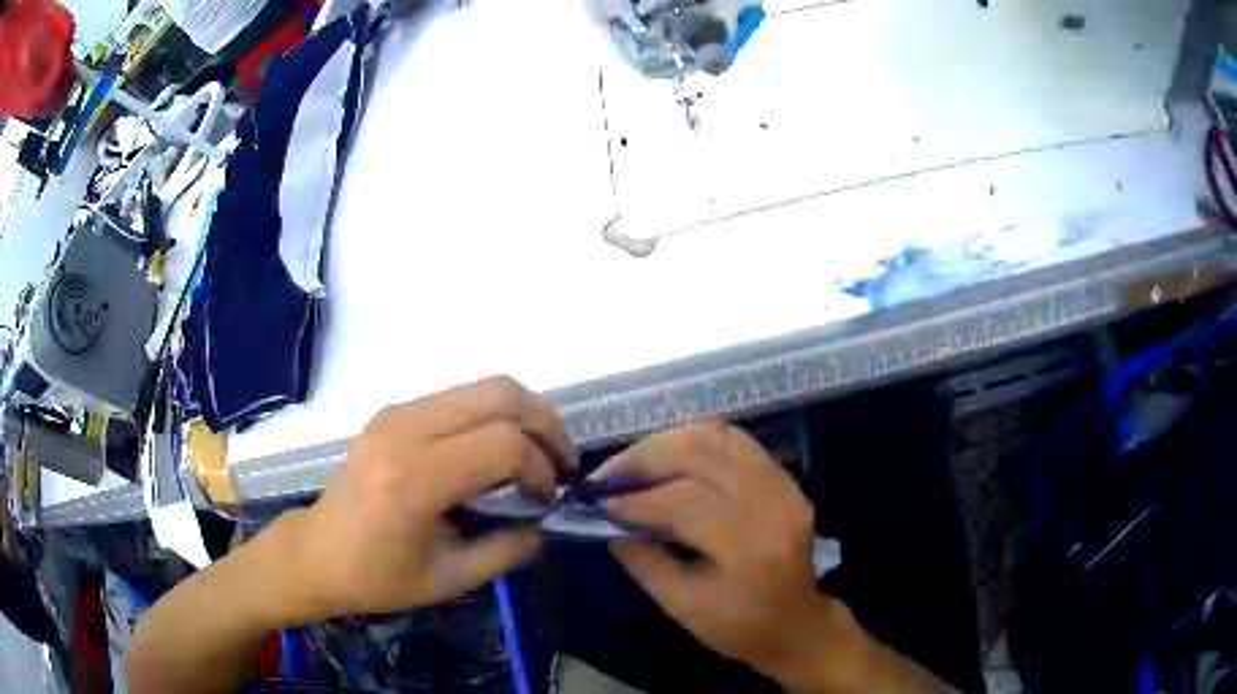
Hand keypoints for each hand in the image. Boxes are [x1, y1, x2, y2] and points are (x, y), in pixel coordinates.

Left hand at [284, 376, 575, 619]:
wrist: (317, 552)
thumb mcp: (448, 579)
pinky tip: (497, 451)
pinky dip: (493, 415)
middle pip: (500, 393)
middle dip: (546, 423)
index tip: (547, 501)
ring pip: (483, 385)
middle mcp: (404, 429)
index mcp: (413, 478)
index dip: (541, 469)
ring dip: (523, 414)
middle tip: (562, 462)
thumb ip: (506, 551)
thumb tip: (545, 524)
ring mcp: (396, 412)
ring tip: (538, 454)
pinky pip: (460, 396)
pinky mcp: (394, 411)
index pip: (503, 444)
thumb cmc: (377, 576)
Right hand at [597, 423, 836, 678]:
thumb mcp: (682, 607)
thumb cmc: (739, 628)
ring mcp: (784, 484)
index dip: (636, 500)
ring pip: (716, 437)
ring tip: (631, 463)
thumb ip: (643, 561)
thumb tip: (607, 519)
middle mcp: (772, 502)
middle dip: (644, 458)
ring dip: (665, 444)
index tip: (599, 503)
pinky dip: (694, 441)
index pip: (684, 502)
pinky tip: (668, 457)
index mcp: (750, 545)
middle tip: (607, 475)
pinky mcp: (785, 477)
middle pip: (699, 455)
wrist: (797, 624)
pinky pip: (734, 442)